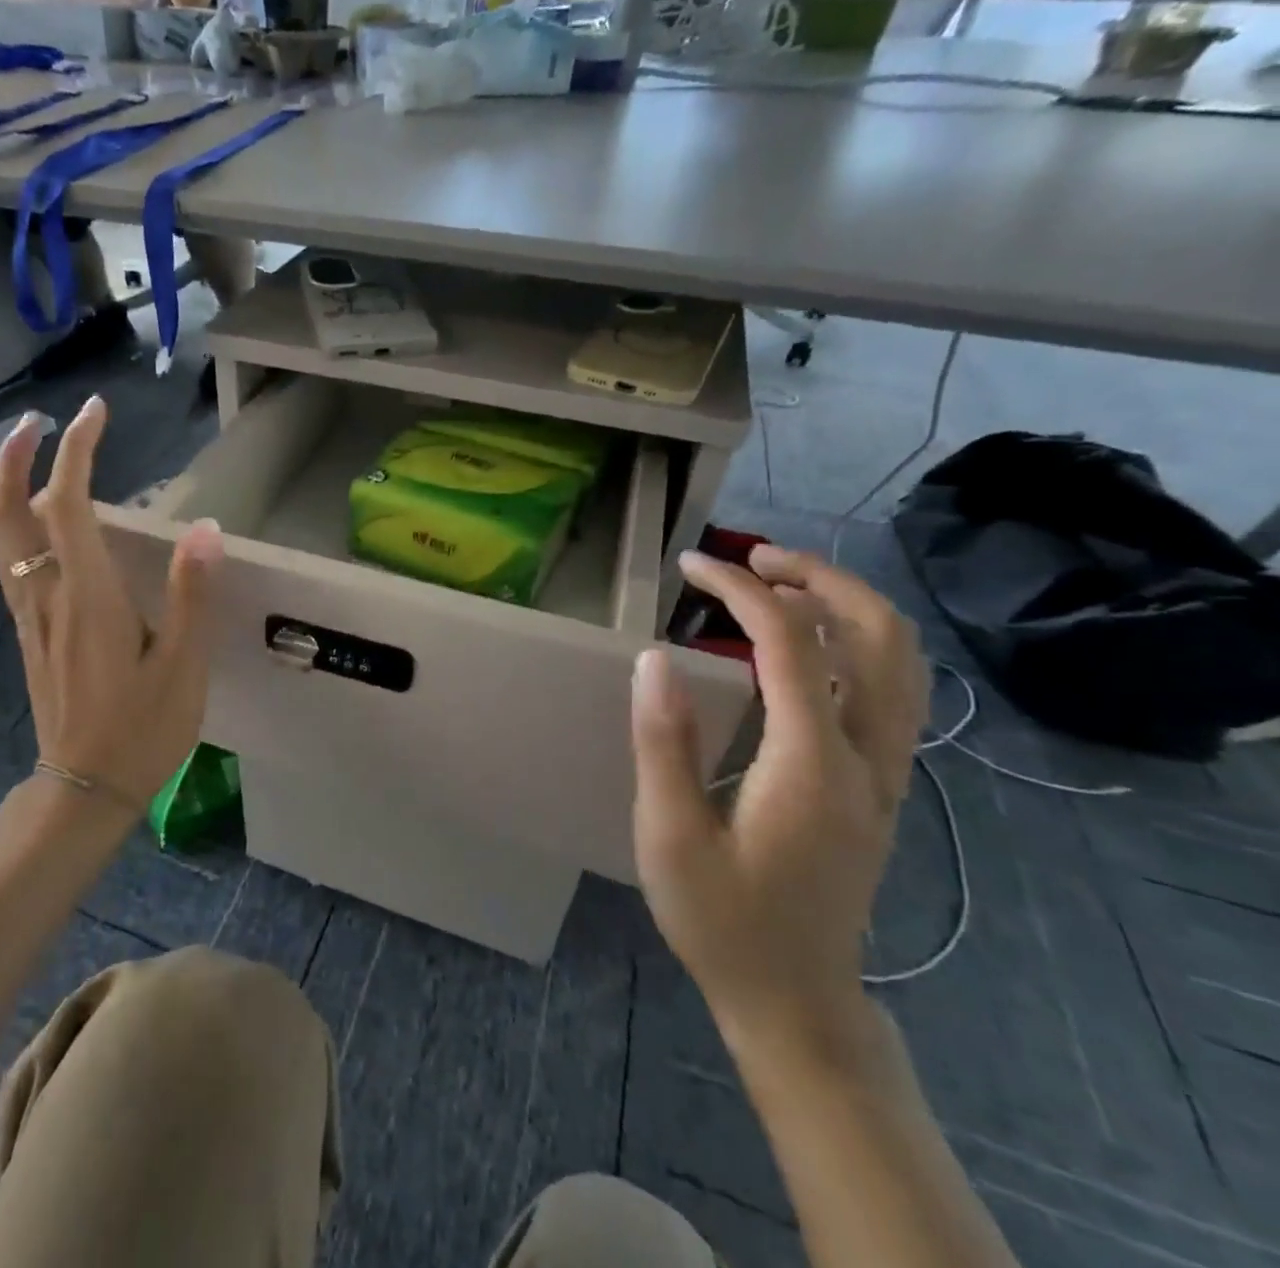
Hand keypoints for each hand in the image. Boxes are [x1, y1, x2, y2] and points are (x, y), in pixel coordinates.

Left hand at [0, 398, 223, 811]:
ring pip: (0, 536)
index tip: (95, 412)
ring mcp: (31, 615)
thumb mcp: (183, 666)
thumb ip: (191, 594)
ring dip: (9, 485)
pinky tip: (45, 522)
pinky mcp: (30, 634)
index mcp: (88, 595)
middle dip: (16, 457)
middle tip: (38, 420)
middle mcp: (47, 595)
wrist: (84, 788)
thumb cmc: (142, 729)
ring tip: (35, 455)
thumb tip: (206, 527)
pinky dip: (17, 522)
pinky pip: (11, 561)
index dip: (77, 449)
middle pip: (7, 512)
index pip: (68, 502)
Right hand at [630, 546, 928, 1047]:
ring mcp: (886, 773)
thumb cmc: (721, 920)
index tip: (692, 565)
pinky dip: (856, 641)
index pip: (791, 642)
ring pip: (901, 659)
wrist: (795, 999)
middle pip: (879, 634)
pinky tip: (805, 645)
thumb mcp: (669, 835)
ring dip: (846, 603)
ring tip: (778, 585)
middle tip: (751, 558)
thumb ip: (664, 742)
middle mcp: (867, 758)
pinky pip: (891, 689)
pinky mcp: (881, 786)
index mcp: (811, 765)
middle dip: (819, 577)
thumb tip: (656, 656)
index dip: (741, 589)